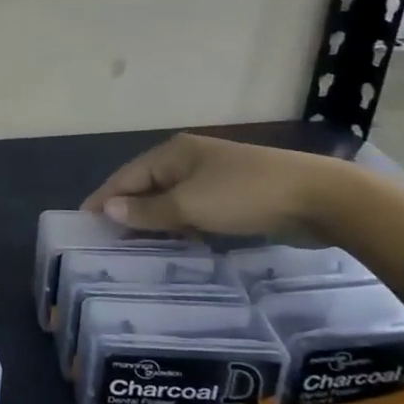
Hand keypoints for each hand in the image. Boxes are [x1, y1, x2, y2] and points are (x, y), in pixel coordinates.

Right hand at [81, 133, 332, 243]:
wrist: (320, 198)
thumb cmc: (246, 195)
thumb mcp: (191, 205)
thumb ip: (149, 211)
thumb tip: (109, 210)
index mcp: (173, 153)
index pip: (126, 176)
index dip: (104, 198)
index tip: (83, 222)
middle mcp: (188, 160)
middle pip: (147, 186)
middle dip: (127, 211)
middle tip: (107, 242)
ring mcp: (213, 177)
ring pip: (172, 201)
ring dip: (155, 222)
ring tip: (135, 250)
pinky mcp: (235, 197)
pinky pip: (194, 211)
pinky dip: (181, 227)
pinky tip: (176, 247)